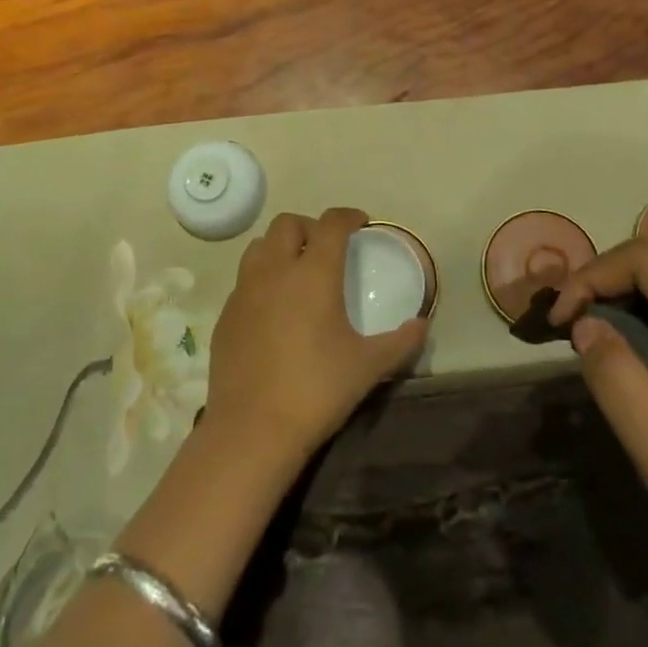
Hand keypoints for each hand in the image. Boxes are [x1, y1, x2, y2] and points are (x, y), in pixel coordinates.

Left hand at [205, 208, 428, 463]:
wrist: (252, 430)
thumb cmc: (317, 389)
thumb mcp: (368, 366)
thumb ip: (401, 342)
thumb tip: (422, 325)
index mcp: (314, 273)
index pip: (331, 223)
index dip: (348, 216)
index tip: (361, 224)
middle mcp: (275, 271)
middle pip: (287, 224)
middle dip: (310, 226)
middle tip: (327, 248)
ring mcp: (244, 292)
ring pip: (259, 246)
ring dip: (280, 247)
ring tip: (297, 271)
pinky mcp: (225, 316)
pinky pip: (244, 280)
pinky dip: (261, 278)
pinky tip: (273, 309)